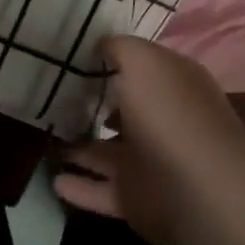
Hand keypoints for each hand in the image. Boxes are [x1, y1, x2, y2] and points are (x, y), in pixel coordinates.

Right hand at [52, 36, 244, 244]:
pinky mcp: (136, 199)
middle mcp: (163, 121)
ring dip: (80, 147)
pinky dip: (79, 188)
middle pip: (124, 109)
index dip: (111, 59)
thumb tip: (101, 45)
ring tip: (46, 137)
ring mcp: (150, 163)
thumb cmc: (170, 113)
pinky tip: (54, 180)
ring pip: (107, 152)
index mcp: (172, 85)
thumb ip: (119, 48)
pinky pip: (100, 191)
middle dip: (94, 104)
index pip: (141, 67)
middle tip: (53, 95)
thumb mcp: (143, 61)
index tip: (74, 54)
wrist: (198, 190)